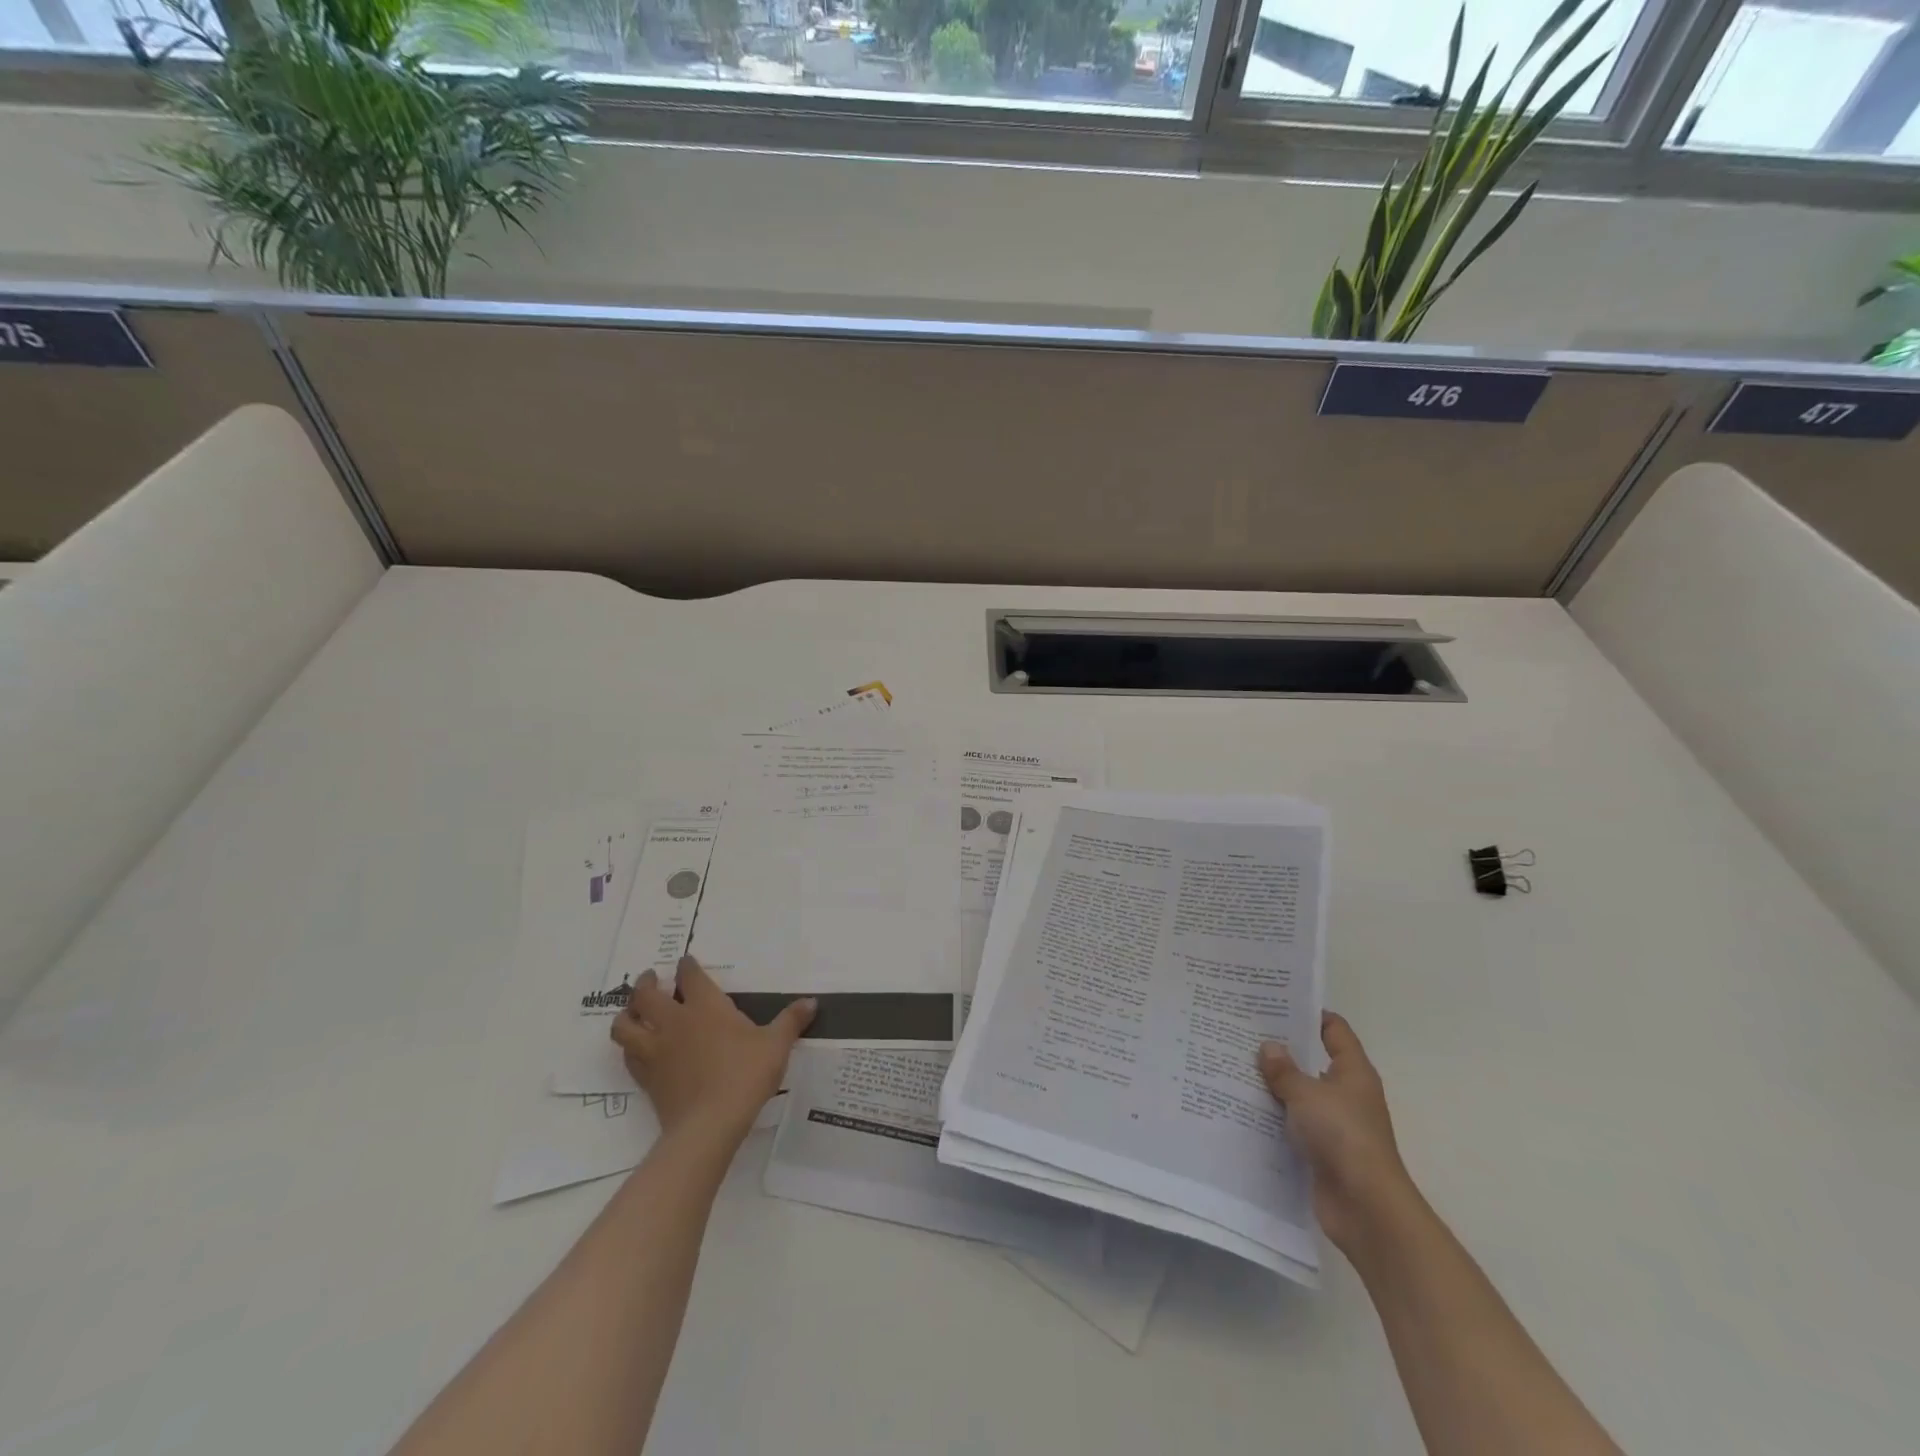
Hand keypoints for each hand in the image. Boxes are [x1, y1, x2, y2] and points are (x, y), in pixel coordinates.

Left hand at [611, 955, 814, 1148]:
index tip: (686, 962)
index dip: (687, 966)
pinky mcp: (646, 1077)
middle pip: (646, 994)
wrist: (709, 1124)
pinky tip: (638, 1048)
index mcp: (705, 1006)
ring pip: (625, 1025)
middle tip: (650, 978)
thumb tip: (812, 1001)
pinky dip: (630, 1046)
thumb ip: (791, 1021)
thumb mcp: (776, 1045)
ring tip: (632, 1011)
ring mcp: (655, 1050)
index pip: (690, 975)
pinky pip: (628, 1055)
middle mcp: (675, 1021)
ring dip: (626, 1014)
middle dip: (646, 983)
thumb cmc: (745, 1075)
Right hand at [1259, 1012, 1416, 1255]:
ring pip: (1299, 1094)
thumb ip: (1284, 1070)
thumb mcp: (1307, 1094)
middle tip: (1242, 1031)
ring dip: (1272, 1085)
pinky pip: (1292, 1124)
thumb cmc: (1343, 1137)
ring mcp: (1334, 1124)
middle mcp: (1346, 1094)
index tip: (1273, 1003)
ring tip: (1233, 1065)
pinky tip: (1241, 1106)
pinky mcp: (1320, 1151)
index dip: (1308, 1014)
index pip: (1334, 1029)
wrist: (1365, 1208)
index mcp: (1353, 1072)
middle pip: (1312, 1060)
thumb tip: (1268, 1047)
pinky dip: (1272, 1117)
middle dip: (1281, 1049)